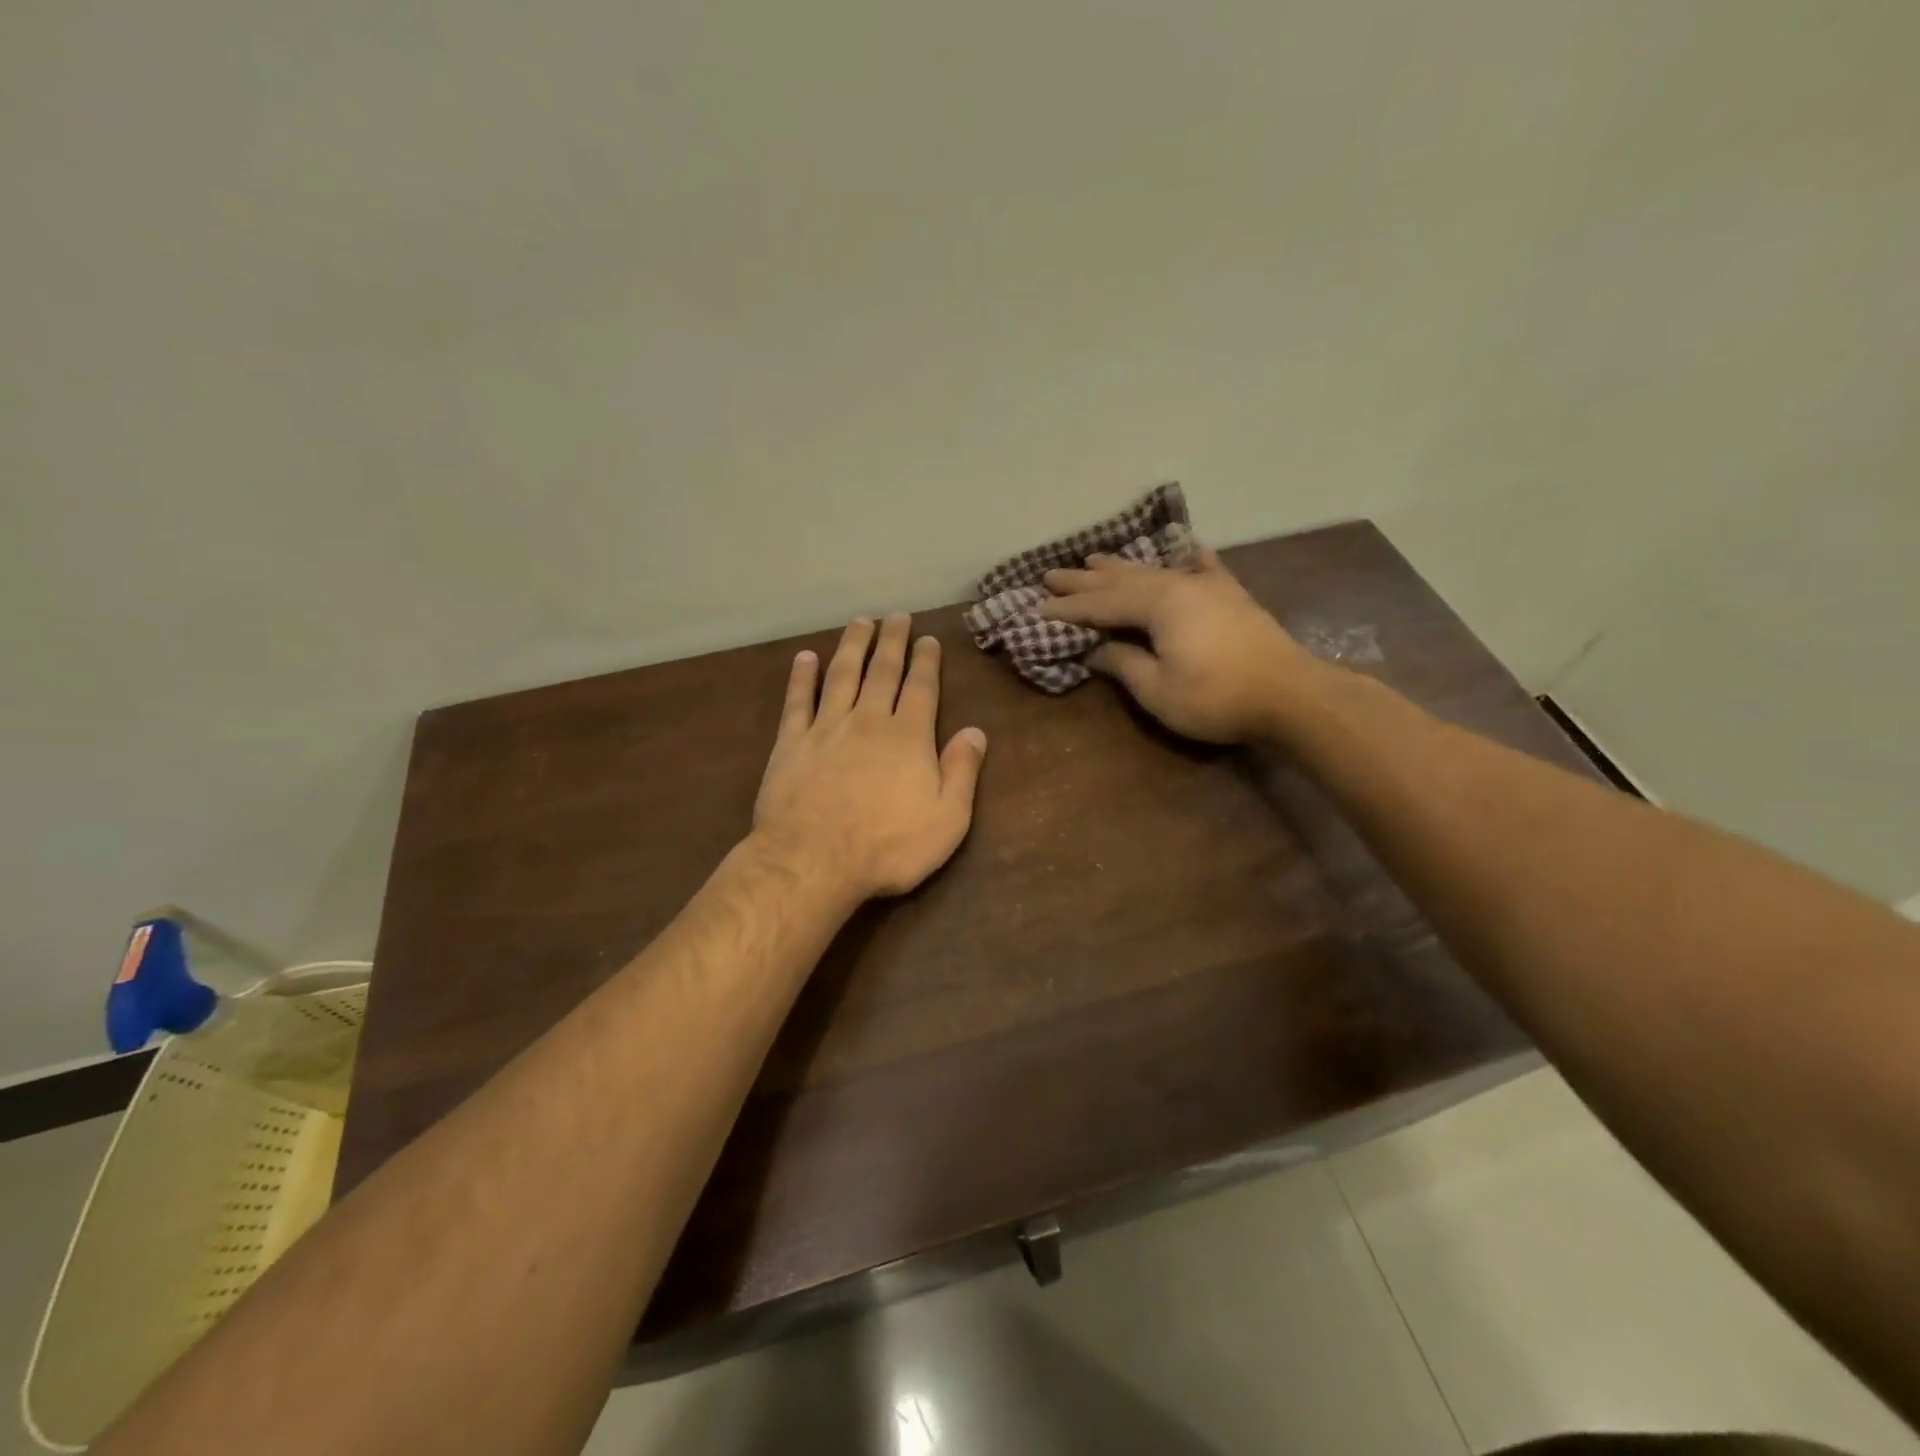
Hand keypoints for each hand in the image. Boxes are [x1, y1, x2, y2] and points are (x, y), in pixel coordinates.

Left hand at [753, 614, 988, 899]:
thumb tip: (976, 731)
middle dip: (892, 642)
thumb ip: (962, 771)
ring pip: (842, 675)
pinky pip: (797, 701)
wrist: (813, 860)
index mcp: (908, 737)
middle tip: (896, 617)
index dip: (926, 662)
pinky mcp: (791, 743)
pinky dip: (801, 677)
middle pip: (882, 671)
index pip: (921, 688)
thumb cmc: (888, 846)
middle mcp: (868, 721)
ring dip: (852, 646)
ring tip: (860, 622)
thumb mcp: (946, 819)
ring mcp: (826, 728)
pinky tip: (805, 658)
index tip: (928, 639)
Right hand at [1040, 549, 1317, 743]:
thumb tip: (1095, 650)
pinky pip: (1202, 569)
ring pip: (1155, 571)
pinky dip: (1187, 560)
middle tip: (1051, 575)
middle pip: (1122, 581)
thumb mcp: (1158, 690)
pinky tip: (1184, 549)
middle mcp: (1179, 585)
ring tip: (1093, 559)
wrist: (1291, 695)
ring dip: (1121, 567)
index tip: (1037, 609)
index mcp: (1158, 605)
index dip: (1068, 610)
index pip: (1101, 605)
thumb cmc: (1217, 698)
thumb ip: (1123, 664)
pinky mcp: (1231, 597)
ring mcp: (1208, 586)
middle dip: (1084, 581)